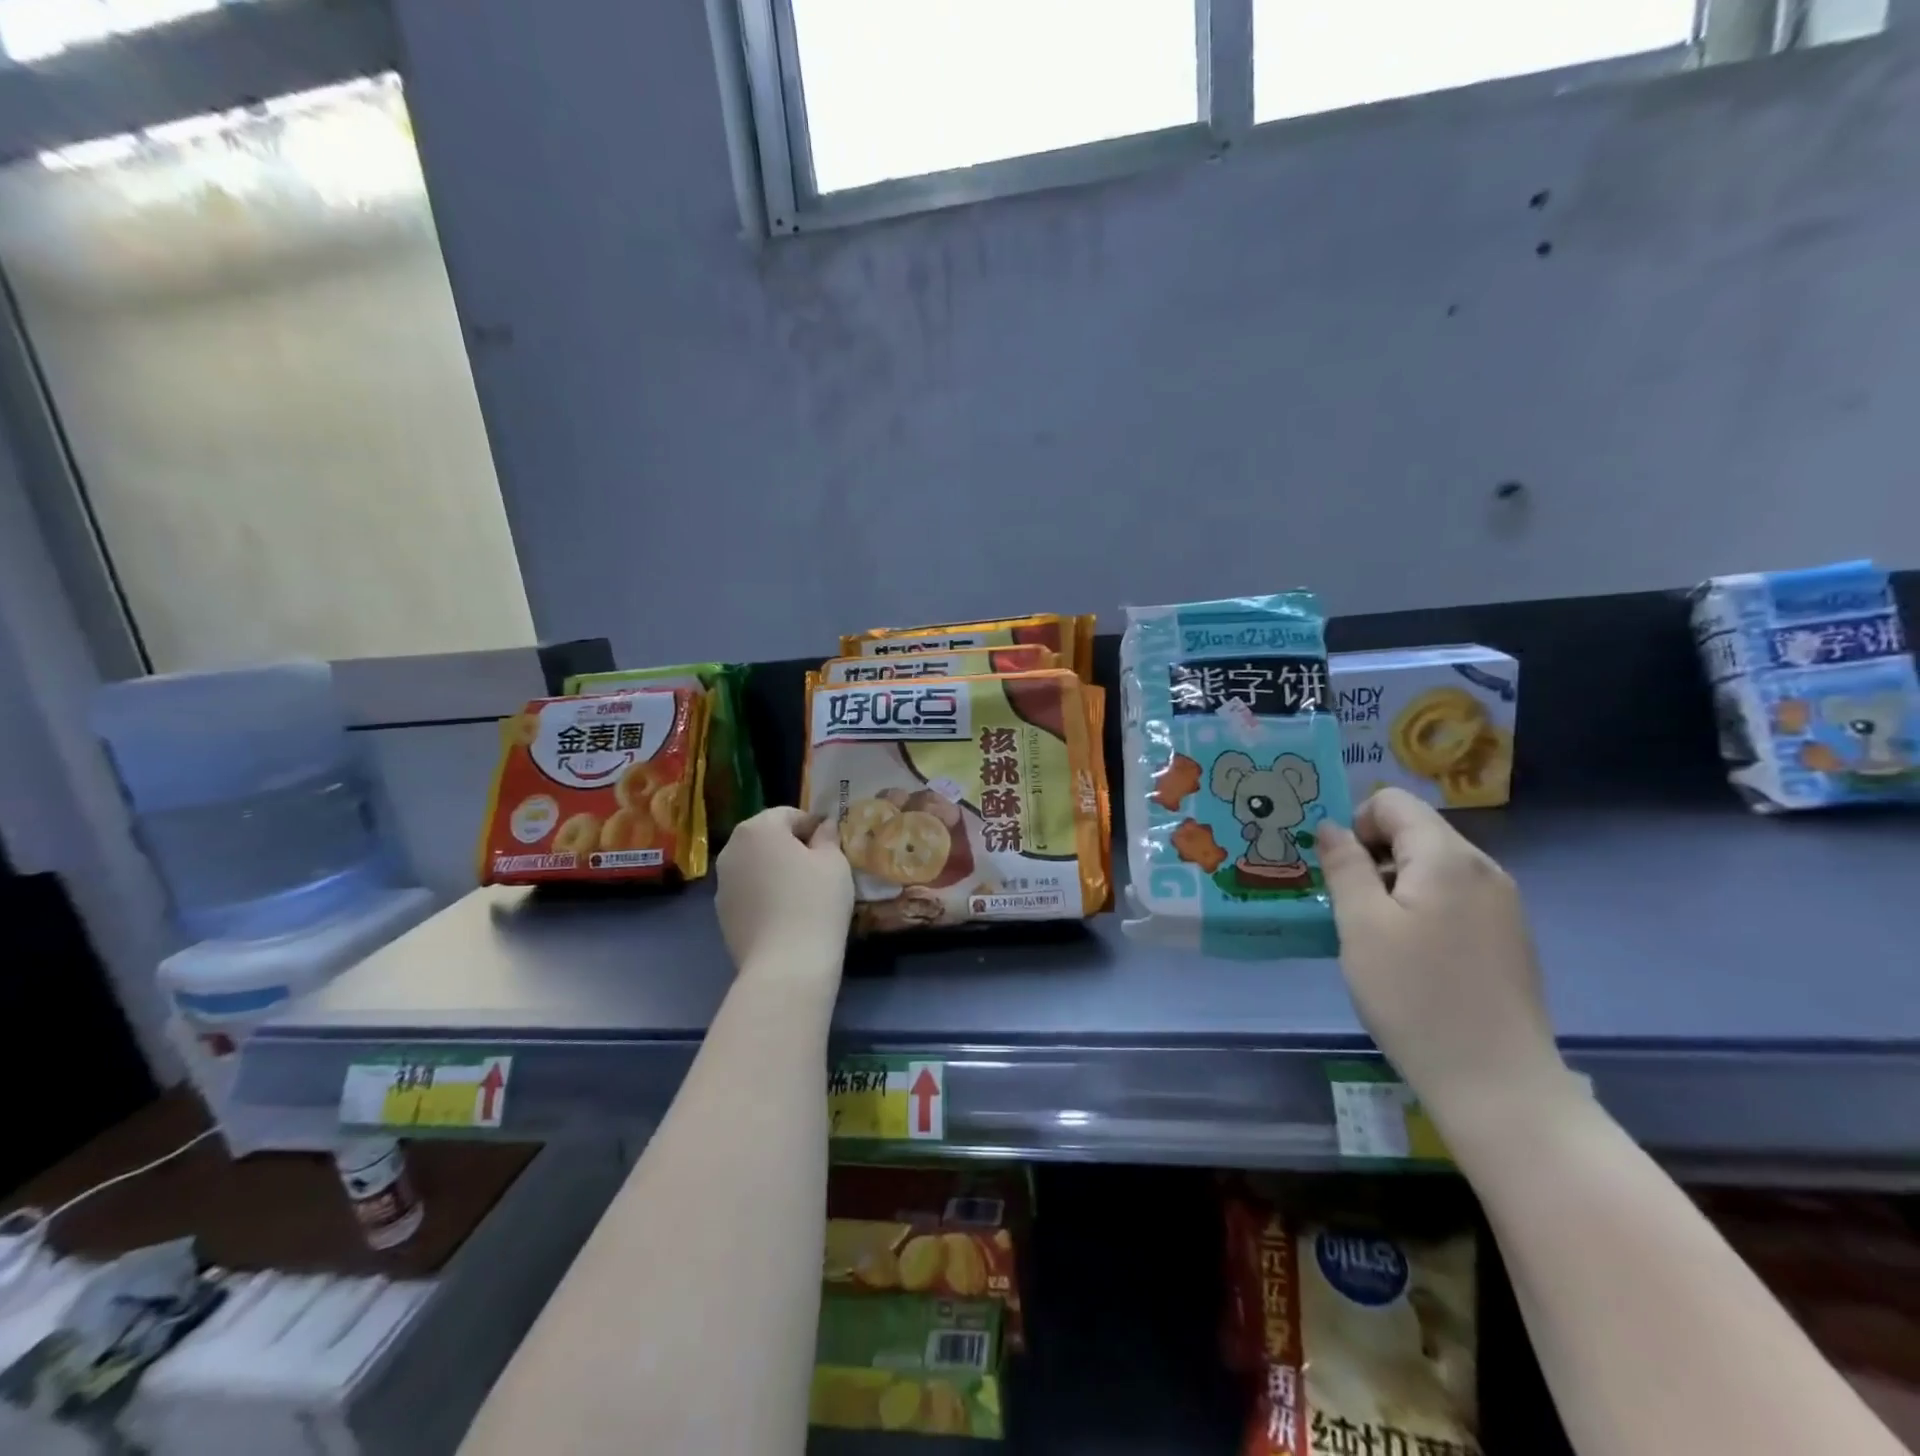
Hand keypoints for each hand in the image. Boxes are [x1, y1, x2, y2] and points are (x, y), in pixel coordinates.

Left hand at [715, 807, 852, 981]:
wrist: (786, 965)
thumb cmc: (815, 902)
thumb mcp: (834, 862)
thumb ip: (827, 837)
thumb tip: (823, 827)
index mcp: (758, 828)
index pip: (790, 814)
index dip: (814, 827)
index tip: (831, 848)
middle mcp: (732, 849)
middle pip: (767, 838)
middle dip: (791, 847)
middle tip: (819, 870)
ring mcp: (722, 884)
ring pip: (755, 866)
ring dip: (775, 871)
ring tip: (802, 895)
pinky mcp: (721, 914)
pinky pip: (748, 892)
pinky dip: (764, 895)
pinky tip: (785, 916)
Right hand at [1318, 789, 1570, 1130]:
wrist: (1496, 1083)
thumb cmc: (1415, 996)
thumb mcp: (1361, 925)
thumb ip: (1343, 865)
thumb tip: (1330, 826)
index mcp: (1449, 857)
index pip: (1393, 802)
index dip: (1355, 824)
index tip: (1338, 872)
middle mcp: (1484, 869)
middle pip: (1415, 832)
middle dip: (1372, 856)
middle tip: (1347, 906)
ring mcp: (1503, 905)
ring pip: (1433, 867)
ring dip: (1394, 884)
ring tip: (1373, 935)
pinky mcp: (1507, 938)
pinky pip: (1453, 898)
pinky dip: (1421, 908)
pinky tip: (1409, 956)